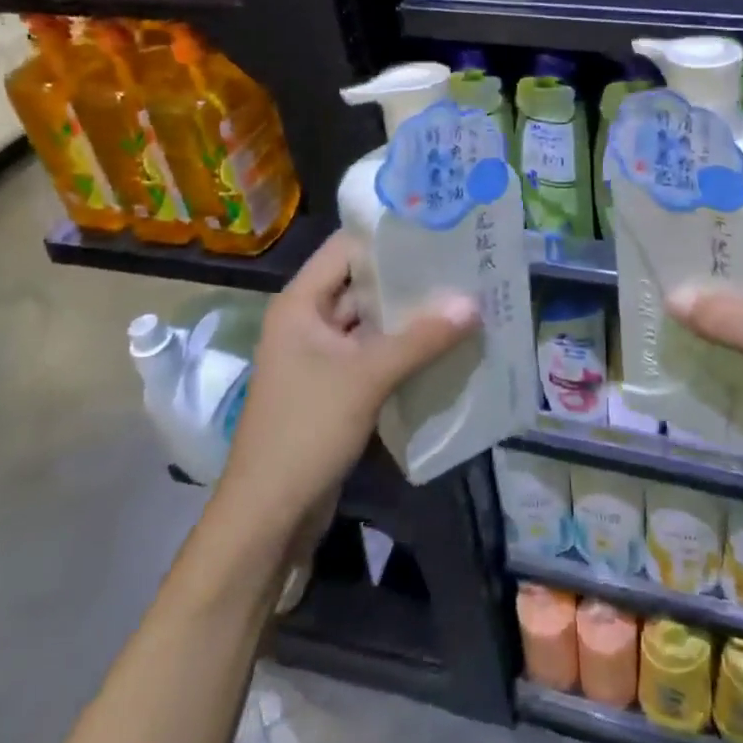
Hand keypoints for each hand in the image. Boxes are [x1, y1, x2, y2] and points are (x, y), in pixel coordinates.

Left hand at [219, 231, 478, 534]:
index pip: (346, 248)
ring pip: (372, 323)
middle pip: (363, 285)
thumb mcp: (366, 378)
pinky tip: (445, 344)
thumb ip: (420, 339)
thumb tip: (473, 302)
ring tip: (463, 297)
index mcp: (301, 304)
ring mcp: (322, 357)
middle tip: (462, 261)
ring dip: (411, 316)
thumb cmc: (305, 431)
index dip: (387, 235)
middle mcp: (309, 321)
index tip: (435, 224)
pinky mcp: (336, 388)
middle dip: (409, 277)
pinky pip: (375, 355)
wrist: (268, 518)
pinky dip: (405, 349)